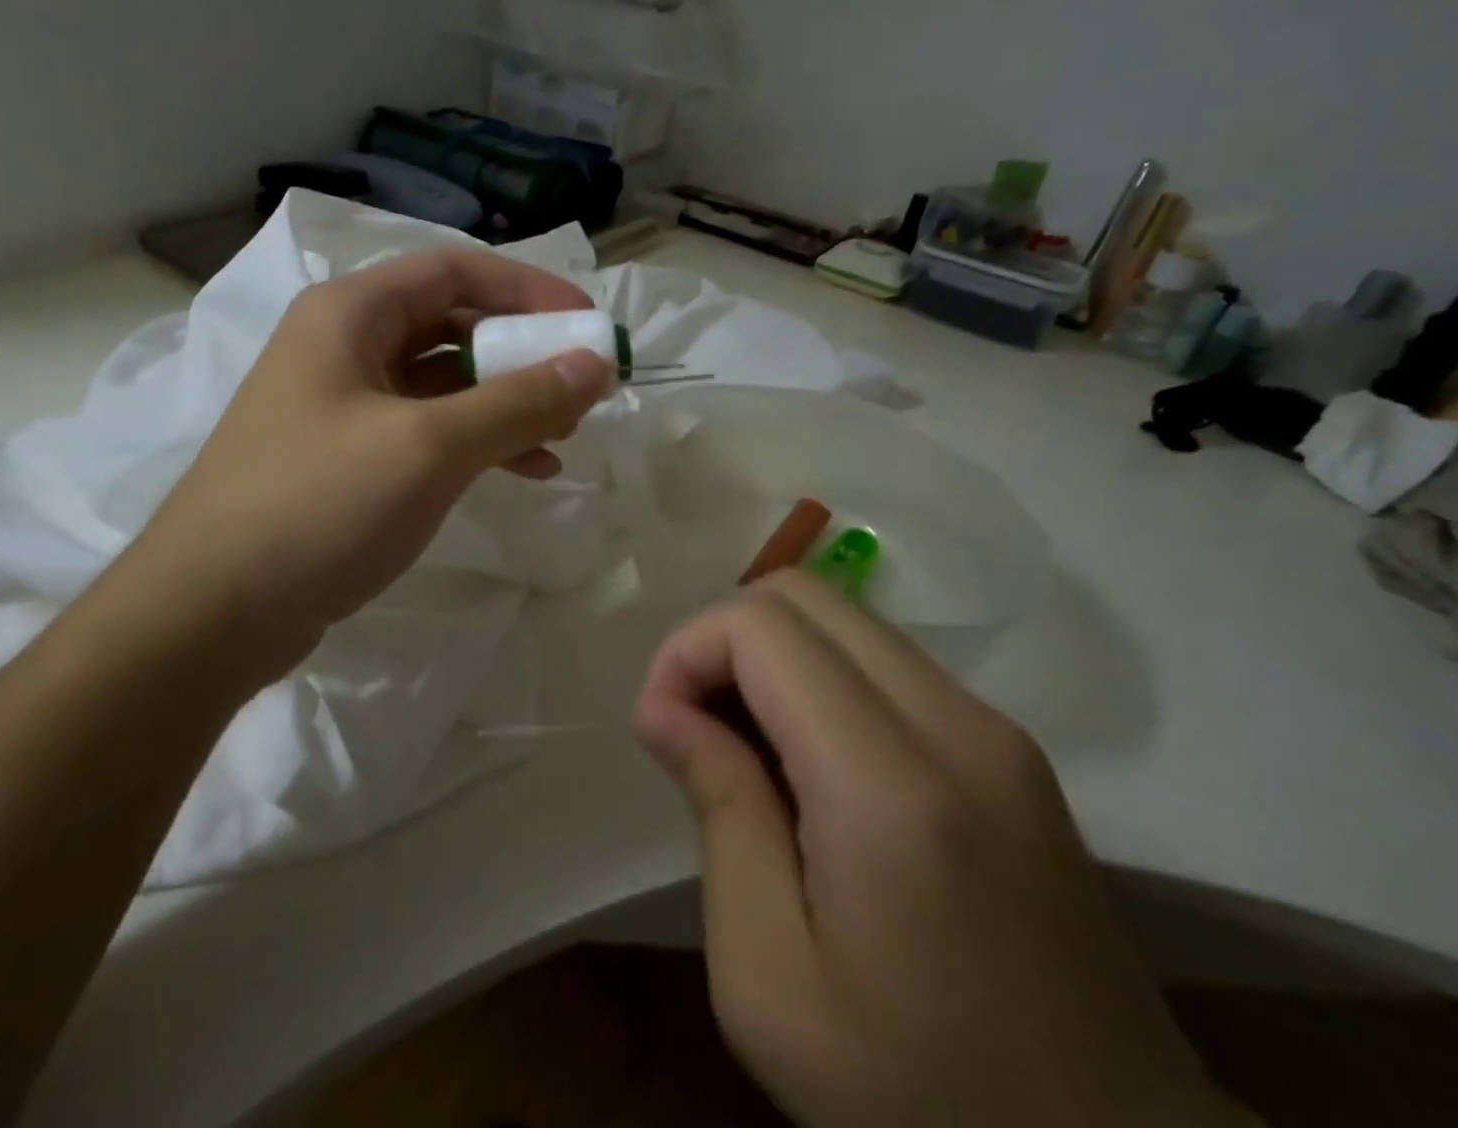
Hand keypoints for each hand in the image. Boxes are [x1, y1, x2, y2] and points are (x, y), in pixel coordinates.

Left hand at [134, 248, 613, 684]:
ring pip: (442, 381)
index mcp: (349, 313)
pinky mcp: (345, 458)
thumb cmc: (318, 506)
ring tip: (562, 435)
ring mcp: (340, 404)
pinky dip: (475, 442)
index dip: (527, 289)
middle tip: (580, 385)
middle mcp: (342, 345)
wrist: (210, 613)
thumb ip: (517, 401)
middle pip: (450, 323)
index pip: (455, 271)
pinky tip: (521, 470)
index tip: (587, 324)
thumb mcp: (429, 448)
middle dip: (520, 351)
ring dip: (504, 400)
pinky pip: (425, 430)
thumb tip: (594, 363)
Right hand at [633, 571, 1254, 1127]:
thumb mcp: (770, 981)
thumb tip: (668, 709)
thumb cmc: (920, 1099)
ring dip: (770, 656)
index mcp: (891, 786)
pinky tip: (805, 762)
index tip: (660, 727)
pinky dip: (818, 677)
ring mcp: (997, 732)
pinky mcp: (1011, 749)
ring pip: (844, 618)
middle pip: (804, 595)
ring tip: (742, 746)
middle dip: (723, 638)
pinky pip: (884, 661)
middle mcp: (957, 727)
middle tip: (693, 724)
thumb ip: (720, 813)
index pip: (761, 627)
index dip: (686, 651)